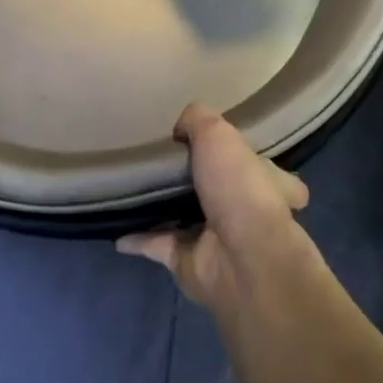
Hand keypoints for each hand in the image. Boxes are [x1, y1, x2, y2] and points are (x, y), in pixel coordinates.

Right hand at [117, 103, 311, 311]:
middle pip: (218, 191)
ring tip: (134, 188)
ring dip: (164, 208)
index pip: (260, 167)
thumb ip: (198, 120)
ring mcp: (217, 240)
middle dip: (195, 180)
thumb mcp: (218, 134)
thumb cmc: (239, 188)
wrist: (241, 259)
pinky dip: (138, 238)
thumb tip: (180, 129)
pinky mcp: (189, 262)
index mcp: (265, 182)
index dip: (243, 156)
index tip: (217, 147)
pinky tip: (117, 227)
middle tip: (163, 162)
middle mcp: (245, 212)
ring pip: (185, 218)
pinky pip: (157, 245)